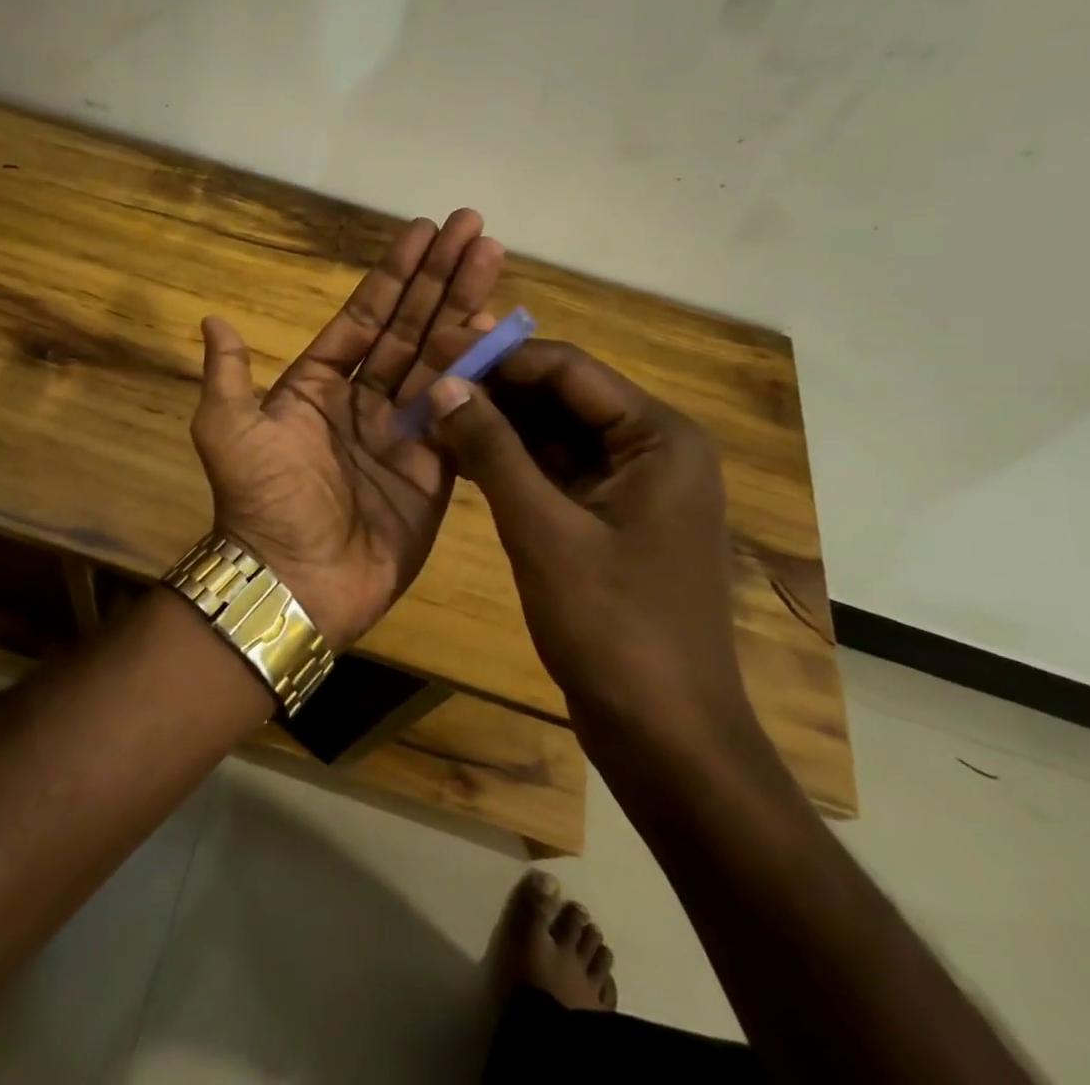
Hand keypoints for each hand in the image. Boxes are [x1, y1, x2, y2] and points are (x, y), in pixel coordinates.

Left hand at [189, 210, 503, 647]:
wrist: (294, 581)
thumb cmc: (261, 501)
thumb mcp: (227, 430)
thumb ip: (228, 374)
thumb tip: (212, 319)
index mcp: (316, 386)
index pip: (364, 317)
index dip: (393, 275)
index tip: (423, 231)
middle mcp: (362, 401)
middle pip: (410, 326)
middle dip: (439, 277)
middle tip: (474, 227)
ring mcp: (402, 432)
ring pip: (439, 359)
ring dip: (466, 308)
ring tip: (492, 258)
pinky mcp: (434, 467)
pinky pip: (460, 410)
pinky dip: (479, 373)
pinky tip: (500, 331)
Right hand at [426, 341, 752, 755]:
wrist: (666, 738)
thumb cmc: (614, 629)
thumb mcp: (543, 531)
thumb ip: (492, 450)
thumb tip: (442, 384)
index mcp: (659, 438)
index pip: (567, 369)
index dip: (497, 356)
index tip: (433, 350)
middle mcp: (651, 450)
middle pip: (561, 398)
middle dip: (493, 389)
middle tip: (423, 380)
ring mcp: (630, 487)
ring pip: (552, 435)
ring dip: (495, 425)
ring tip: (429, 412)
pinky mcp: (607, 520)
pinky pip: (552, 473)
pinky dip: (508, 463)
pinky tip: (457, 455)